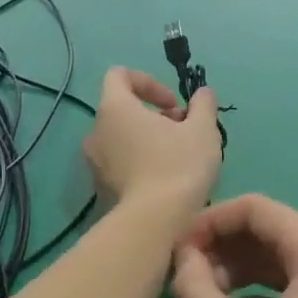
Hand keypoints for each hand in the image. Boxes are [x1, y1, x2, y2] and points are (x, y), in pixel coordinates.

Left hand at [83, 67, 220, 210]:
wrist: (155, 222)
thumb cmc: (178, 166)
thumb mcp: (203, 129)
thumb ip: (203, 104)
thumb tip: (203, 93)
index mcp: (115, 108)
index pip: (119, 75)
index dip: (149, 82)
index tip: (174, 103)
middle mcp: (96, 131)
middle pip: (123, 108)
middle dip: (155, 114)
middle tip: (184, 131)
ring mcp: (94, 161)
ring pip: (122, 137)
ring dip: (148, 139)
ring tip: (178, 156)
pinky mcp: (100, 187)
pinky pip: (119, 162)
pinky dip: (140, 161)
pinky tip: (165, 179)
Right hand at [169, 195, 297, 297]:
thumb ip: (194, 290)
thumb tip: (183, 258)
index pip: (255, 208)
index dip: (209, 222)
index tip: (176, 251)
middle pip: (270, 231)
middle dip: (222, 250)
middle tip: (186, 281)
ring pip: (283, 258)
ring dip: (239, 273)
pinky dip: (263, 293)